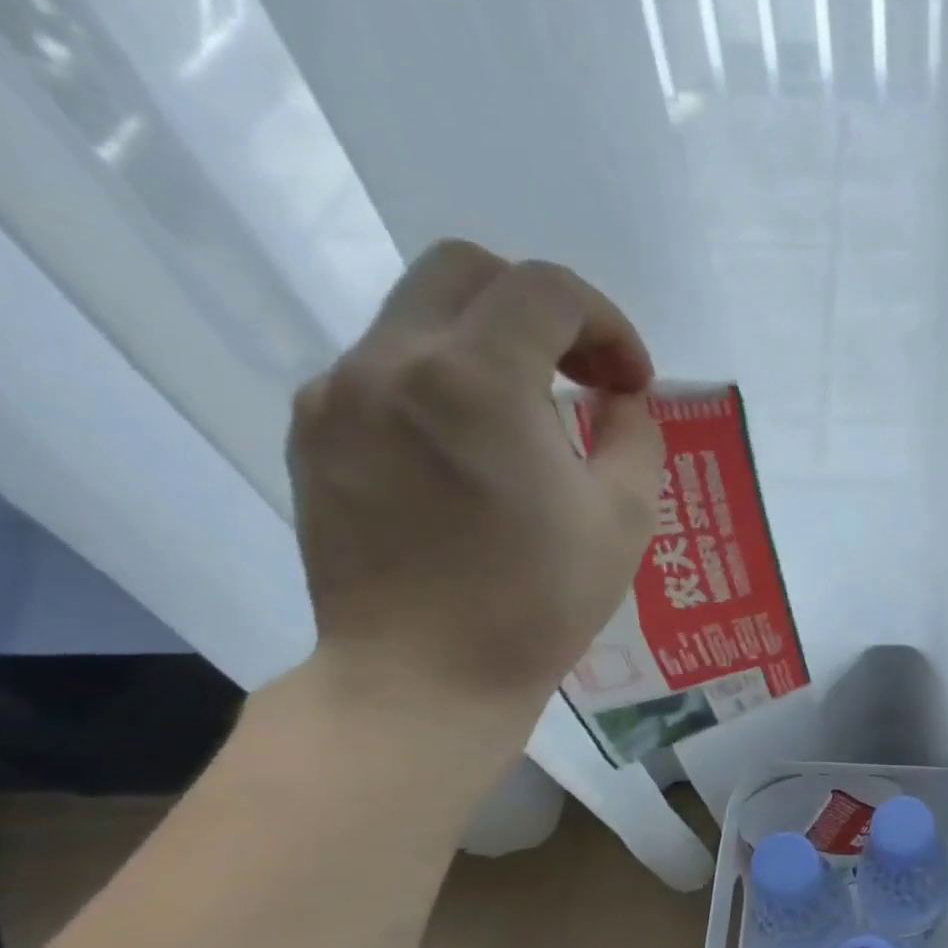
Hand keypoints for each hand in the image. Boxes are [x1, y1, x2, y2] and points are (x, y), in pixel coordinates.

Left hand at [287, 240, 664, 743]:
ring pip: (420, 317)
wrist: (424, 676)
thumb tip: (620, 399)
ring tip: (529, 420)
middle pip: (468, 272)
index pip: (548, 290)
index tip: (630, 383)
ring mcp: (338, 394)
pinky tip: (470, 451)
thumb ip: (635, 436)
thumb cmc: (539, 602)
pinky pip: (384, 370)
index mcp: (478, 380)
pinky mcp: (312, 432)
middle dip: (542, 309)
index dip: (607, 322)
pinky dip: (441, 383)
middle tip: (581, 375)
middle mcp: (393, 362)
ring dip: (490, 345)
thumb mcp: (625, 518)